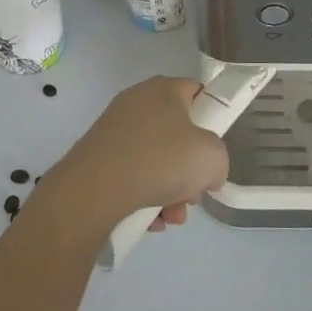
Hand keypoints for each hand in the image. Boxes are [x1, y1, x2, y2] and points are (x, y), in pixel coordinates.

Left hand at [44, 76, 231, 232]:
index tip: (213, 149)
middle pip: (177, 134)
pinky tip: (148, 221)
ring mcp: (114, 129)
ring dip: (169, 191)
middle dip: (189, 170)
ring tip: (170, 217)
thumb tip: (206, 173)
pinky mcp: (97, 156)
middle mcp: (137, 102)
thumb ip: (218, 160)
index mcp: (164, 89)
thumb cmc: (160, 161)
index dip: (212, 119)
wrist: (93, 190)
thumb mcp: (212, 157)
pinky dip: (143, 197)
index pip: (197, 93)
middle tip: (192, 194)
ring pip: (155, 159)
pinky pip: (132, 174)